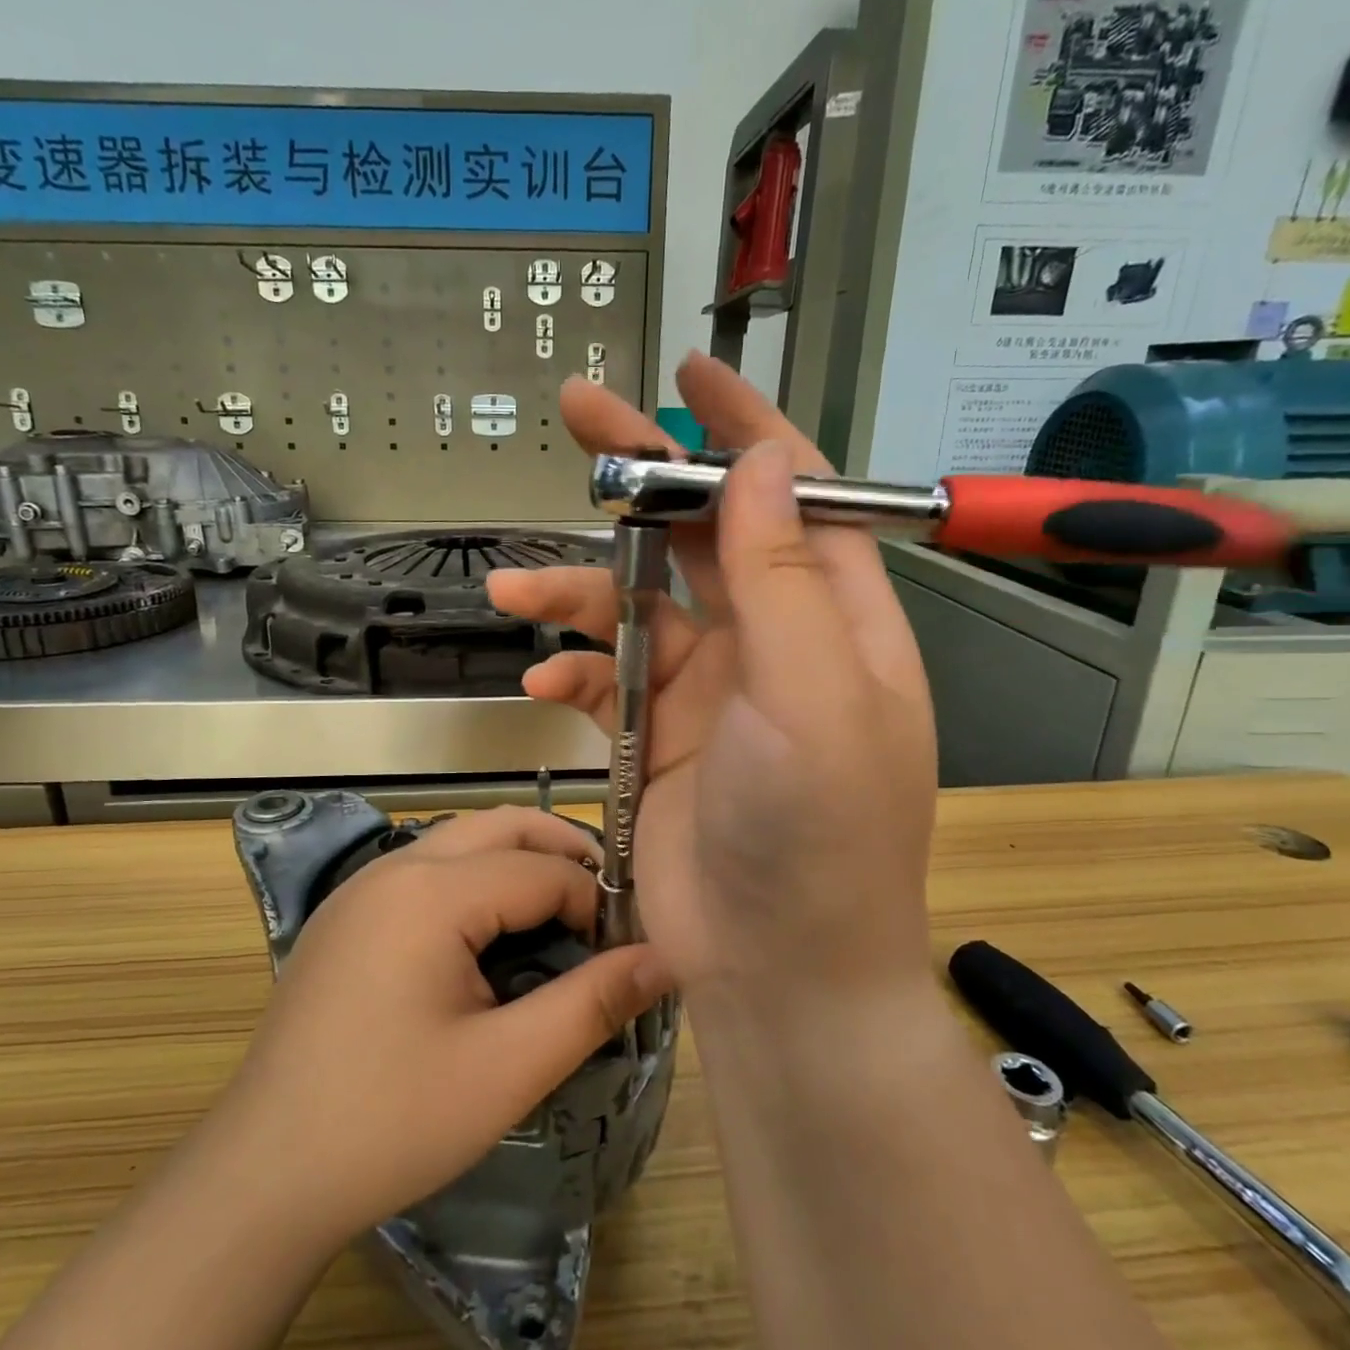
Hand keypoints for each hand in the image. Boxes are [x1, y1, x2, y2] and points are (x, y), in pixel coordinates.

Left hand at [212, 806, 671, 1249]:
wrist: (261, 1175)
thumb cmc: (390, 1122)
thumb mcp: (506, 1069)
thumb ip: (591, 1004)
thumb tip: (664, 957)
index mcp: (430, 892)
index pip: (541, 869)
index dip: (596, 902)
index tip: (628, 947)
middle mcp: (394, 868)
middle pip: (500, 826)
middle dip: (562, 850)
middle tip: (607, 904)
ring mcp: (362, 887)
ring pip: (461, 840)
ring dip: (517, 859)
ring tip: (560, 912)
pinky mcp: (346, 914)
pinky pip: (426, 868)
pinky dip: (475, 877)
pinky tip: (489, 933)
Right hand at [487, 353, 938, 1014]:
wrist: (778, 973)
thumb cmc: (817, 836)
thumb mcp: (811, 696)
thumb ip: (781, 581)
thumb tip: (757, 467)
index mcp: (835, 620)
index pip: (792, 494)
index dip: (744, 428)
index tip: (691, 376)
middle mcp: (775, 643)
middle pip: (704, 533)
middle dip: (643, 478)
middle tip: (579, 417)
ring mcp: (713, 691)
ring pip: (639, 606)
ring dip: (578, 591)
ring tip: (514, 589)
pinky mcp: (661, 738)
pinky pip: (609, 680)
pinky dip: (574, 673)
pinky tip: (544, 683)